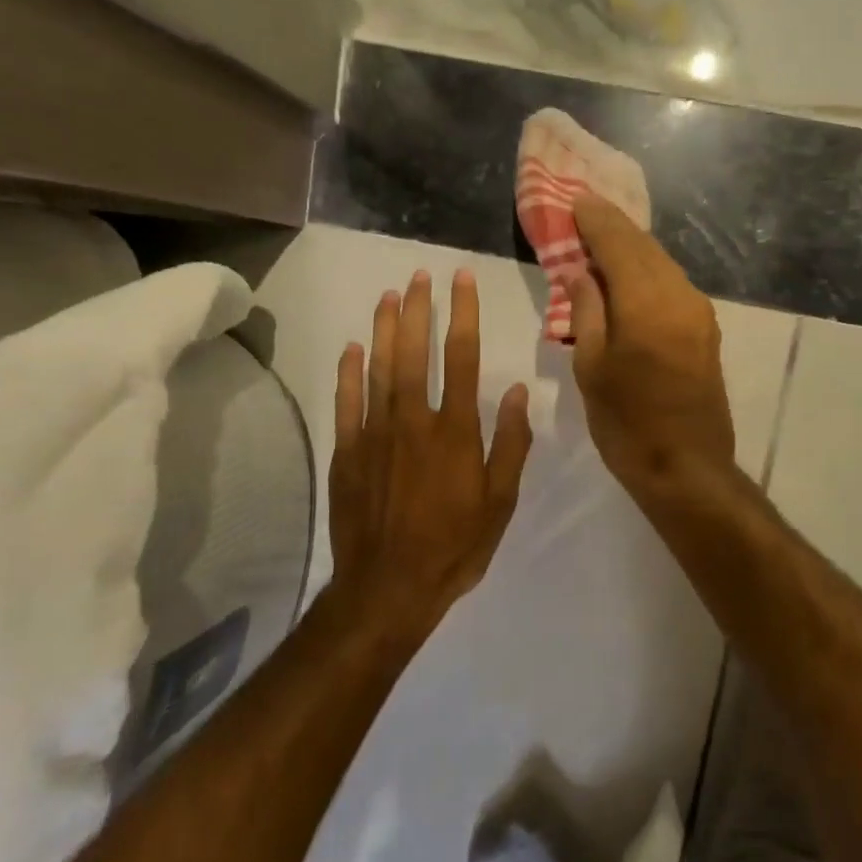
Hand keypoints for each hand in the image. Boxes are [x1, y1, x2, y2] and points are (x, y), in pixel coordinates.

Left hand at [328, 268, 533, 633]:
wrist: (389, 587)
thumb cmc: (454, 546)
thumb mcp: (500, 502)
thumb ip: (509, 443)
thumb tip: (514, 391)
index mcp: (455, 431)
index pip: (462, 357)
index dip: (463, 314)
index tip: (462, 280)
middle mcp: (414, 421)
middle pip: (415, 352)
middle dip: (419, 309)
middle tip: (419, 275)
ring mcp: (375, 433)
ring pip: (379, 368)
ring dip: (385, 328)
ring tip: (389, 295)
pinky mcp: (348, 451)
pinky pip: (347, 401)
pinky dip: (349, 372)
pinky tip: (352, 347)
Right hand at [565, 195, 735, 498]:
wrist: (686, 469)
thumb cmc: (627, 424)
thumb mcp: (592, 367)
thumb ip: (587, 311)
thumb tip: (581, 271)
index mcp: (647, 304)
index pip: (619, 244)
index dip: (595, 220)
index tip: (575, 200)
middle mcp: (680, 297)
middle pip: (645, 247)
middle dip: (614, 226)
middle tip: (586, 210)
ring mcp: (699, 313)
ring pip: (662, 264)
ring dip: (632, 247)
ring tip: (603, 237)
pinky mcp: (706, 330)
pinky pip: (672, 285)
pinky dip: (648, 271)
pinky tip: (630, 274)